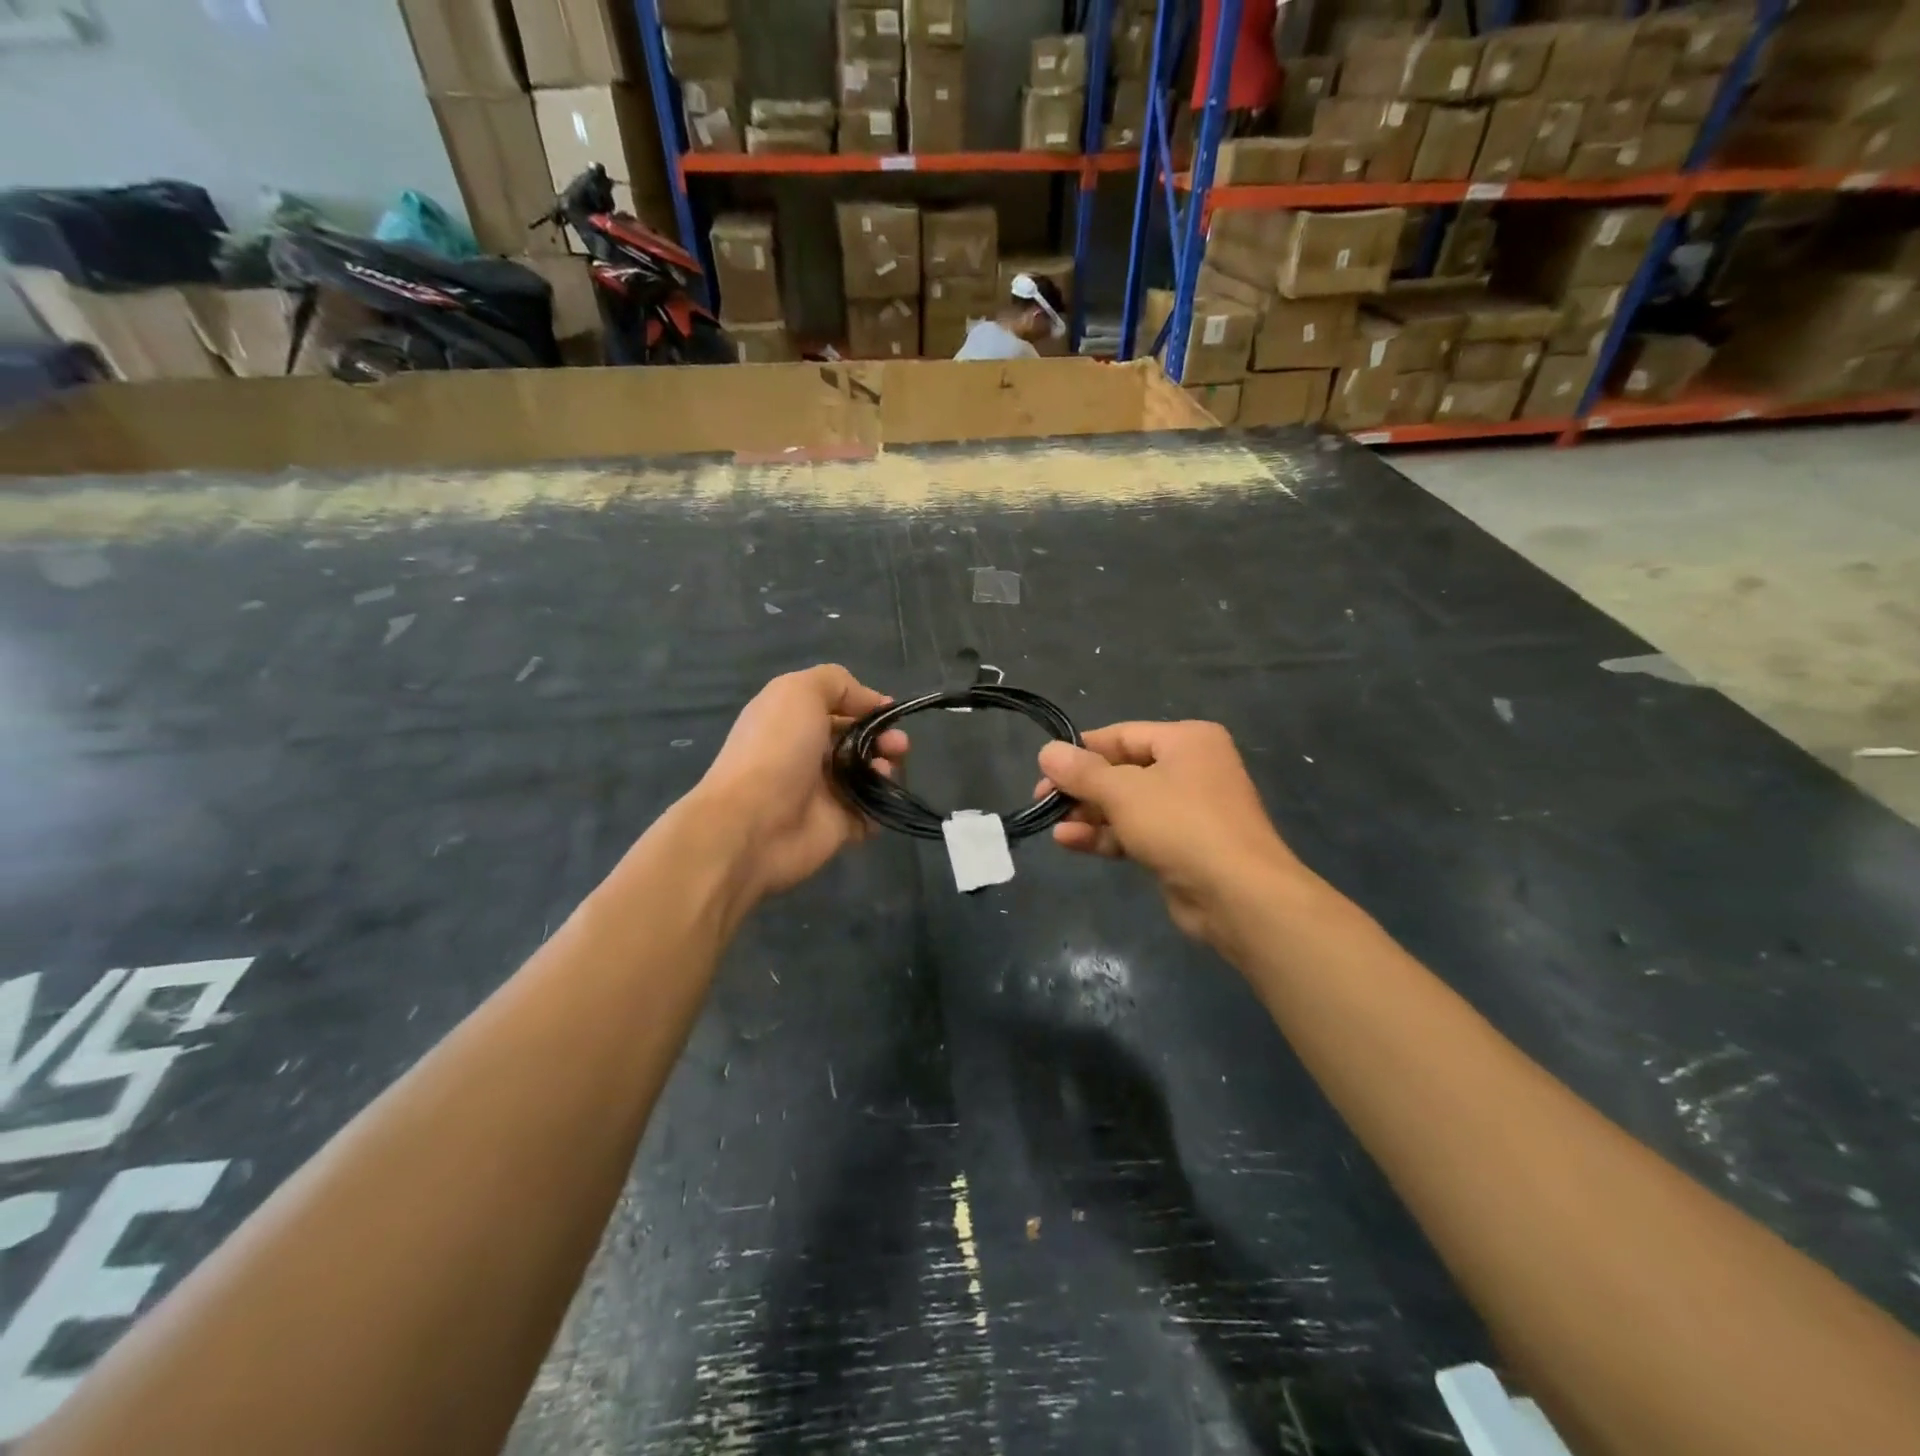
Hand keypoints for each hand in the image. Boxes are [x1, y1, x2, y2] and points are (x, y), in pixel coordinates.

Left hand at [695, 665, 907, 902]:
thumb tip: (872, 701)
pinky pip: (872, 812)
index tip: (890, 711)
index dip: (867, 705)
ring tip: (885, 770)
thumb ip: (836, 683)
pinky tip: (880, 798)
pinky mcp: (839, 826)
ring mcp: (824, 792)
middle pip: (859, 740)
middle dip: (885, 737)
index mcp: (795, 721)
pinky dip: (883, 804)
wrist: (753, 824)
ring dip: (887, 767)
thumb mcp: (799, 692)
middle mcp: (809, 754)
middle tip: (897, 745)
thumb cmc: (776, 750)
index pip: (839, 707)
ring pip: (870, 775)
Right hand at [1034, 721, 1300, 943]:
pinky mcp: (1182, 846)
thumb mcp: (1124, 792)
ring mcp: (1188, 810)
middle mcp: (1191, 768)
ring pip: (1127, 805)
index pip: (1122, 735)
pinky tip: (1069, 842)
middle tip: (1043, 800)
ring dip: (1089, 814)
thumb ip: (1082, 772)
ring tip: (1052, 824)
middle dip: (1082, 788)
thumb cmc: (1181, 825)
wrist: (1238, 896)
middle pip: (1122, 771)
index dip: (1081, 751)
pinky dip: (1105, 835)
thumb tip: (1047, 751)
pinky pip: (1136, 832)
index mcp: (1187, 740)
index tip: (1045, 769)